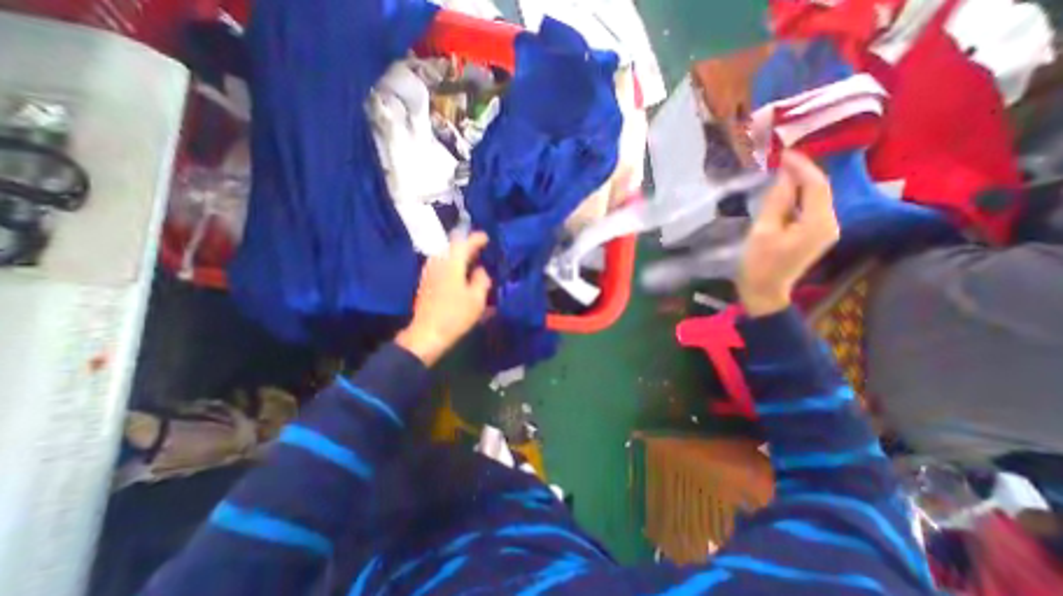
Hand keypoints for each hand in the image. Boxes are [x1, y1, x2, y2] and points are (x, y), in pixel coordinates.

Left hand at [397, 229, 491, 363]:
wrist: (427, 334)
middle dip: (467, 244)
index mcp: (452, 264)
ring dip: (458, 253)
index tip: (486, 237)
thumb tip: (480, 270)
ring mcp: (429, 271)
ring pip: (445, 254)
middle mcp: (438, 262)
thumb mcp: (476, 299)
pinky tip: (458, 271)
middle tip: (480, 247)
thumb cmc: (455, 316)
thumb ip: (481, 280)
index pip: (464, 243)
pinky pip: (440, 263)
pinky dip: (451, 262)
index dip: (476, 239)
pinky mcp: (426, 281)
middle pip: (452, 246)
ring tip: (471, 258)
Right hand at [742, 151, 838, 315]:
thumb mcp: (763, 231)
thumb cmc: (759, 264)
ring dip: (799, 184)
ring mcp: (824, 230)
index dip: (801, 167)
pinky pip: (809, 209)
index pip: (816, 185)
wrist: (764, 291)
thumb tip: (785, 175)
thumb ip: (776, 202)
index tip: (784, 153)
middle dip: (802, 173)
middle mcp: (830, 223)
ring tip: (780, 172)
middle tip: (781, 160)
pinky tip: (783, 193)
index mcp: (818, 223)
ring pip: (815, 199)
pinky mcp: (815, 235)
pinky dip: (797, 198)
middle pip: (819, 190)